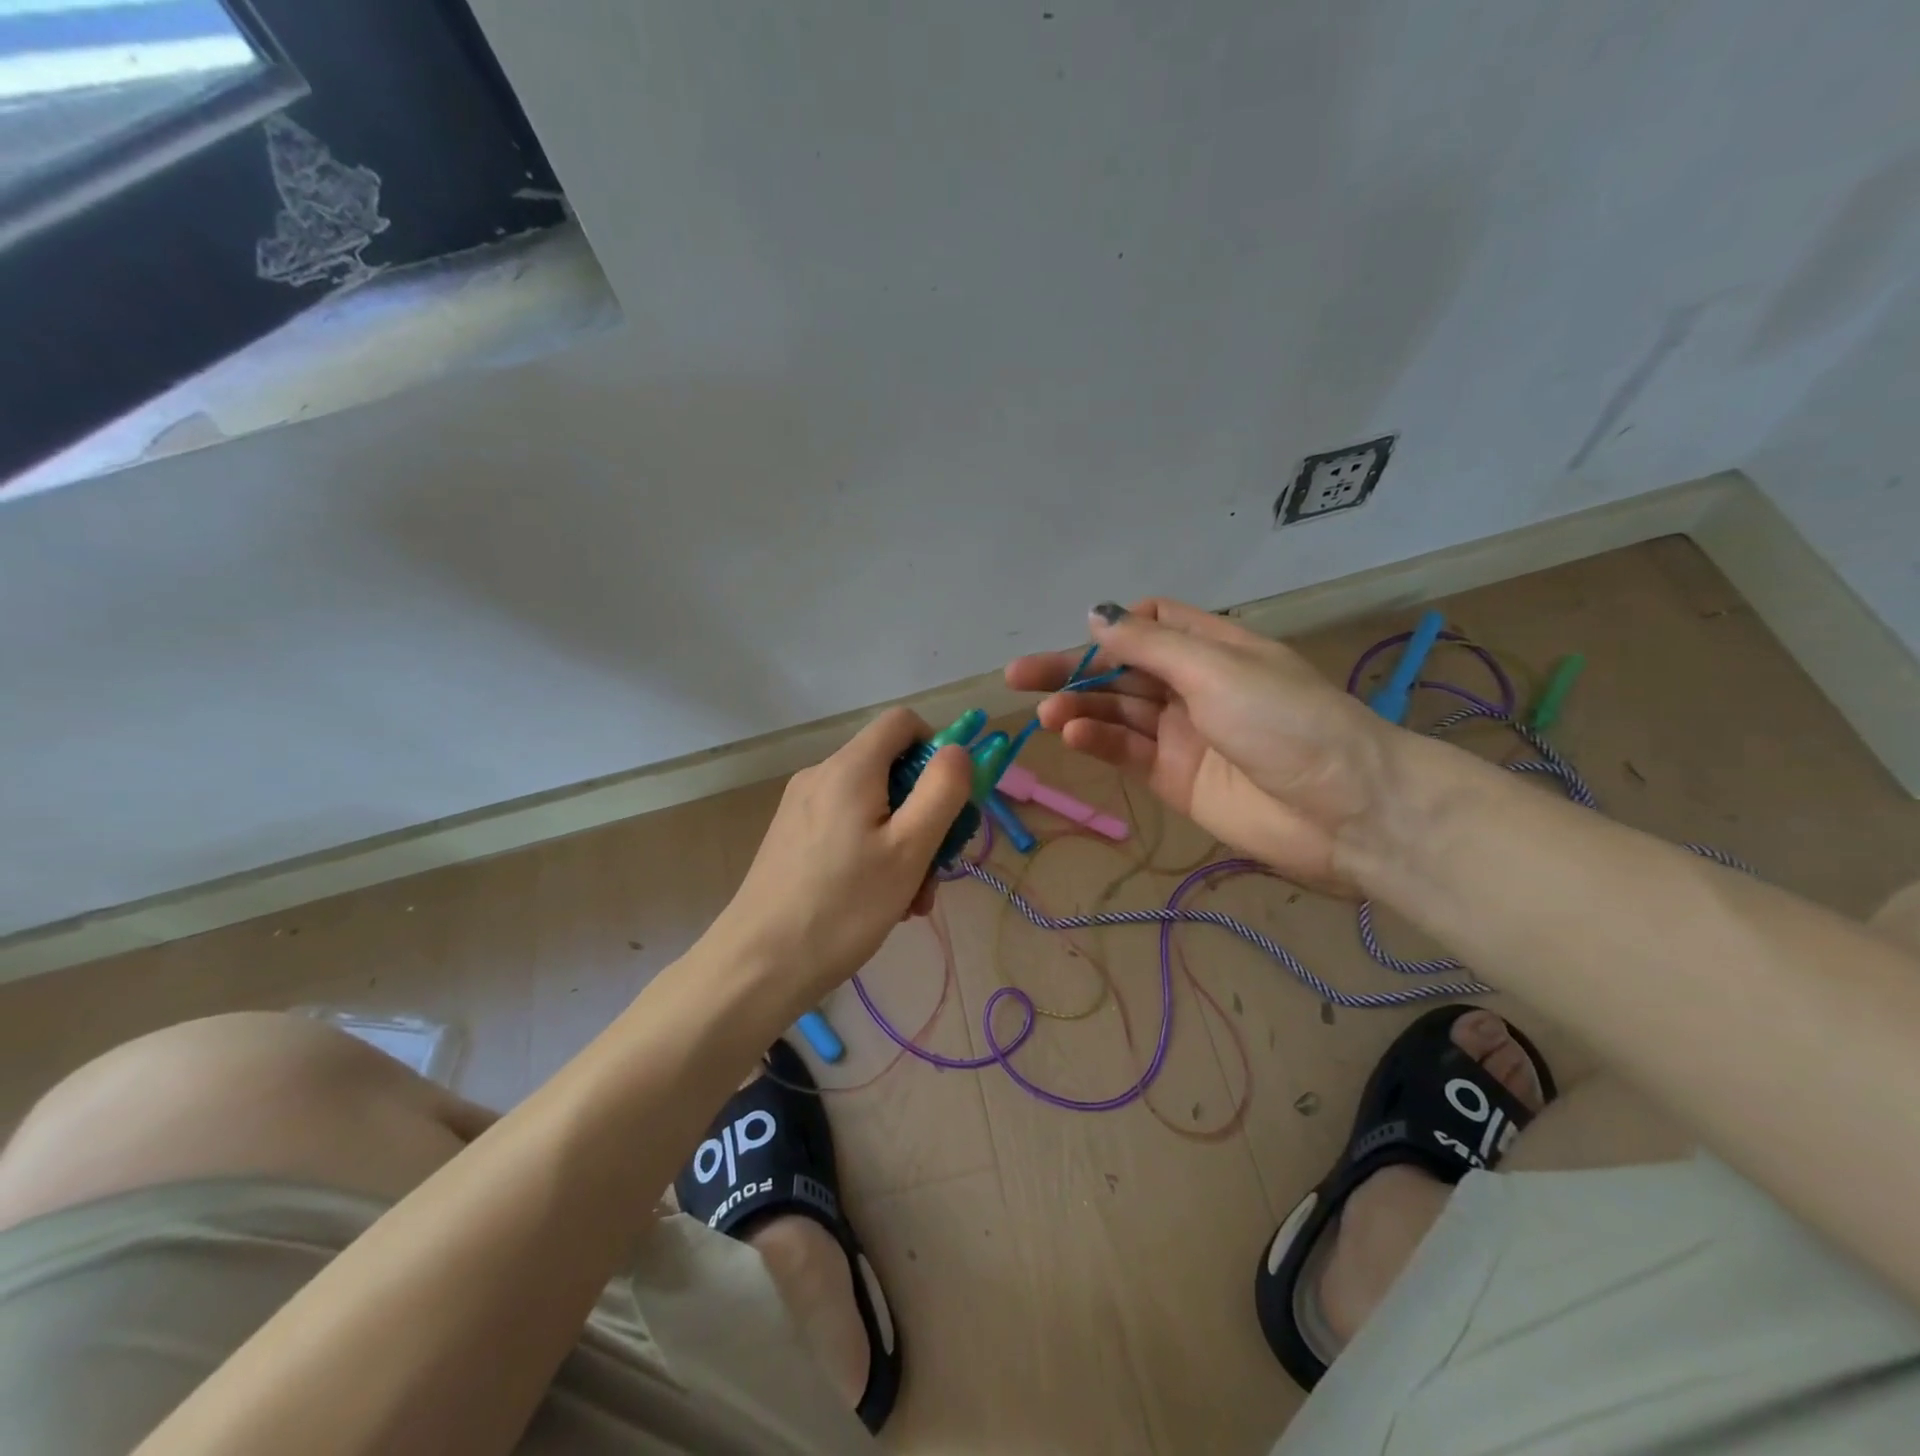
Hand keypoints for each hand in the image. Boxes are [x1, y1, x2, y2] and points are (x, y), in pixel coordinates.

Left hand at [711, 707, 973, 998]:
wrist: (759, 965)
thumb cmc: (844, 906)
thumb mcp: (910, 849)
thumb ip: (942, 791)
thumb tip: (957, 750)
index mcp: (850, 768)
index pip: (903, 722)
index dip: (936, 749)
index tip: (948, 802)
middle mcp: (821, 775)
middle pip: (890, 769)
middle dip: (924, 813)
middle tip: (934, 869)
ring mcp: (801, 807)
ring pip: (872, 805)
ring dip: (902, 844)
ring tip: (909, 900)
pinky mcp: (792, 837)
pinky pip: (847, 827)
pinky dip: (873, 853)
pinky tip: (878, 903)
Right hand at [1005, 599, 1400, 894]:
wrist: (1344, 810)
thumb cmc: (1285, 720)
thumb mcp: (1216, 669)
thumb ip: (1149, 644)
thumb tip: (1095, 615)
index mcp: (1214, 648)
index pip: (1154, 623)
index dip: (1117, 626)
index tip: (1086, 634)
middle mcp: (1194, 687)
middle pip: (1122, 670)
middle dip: (1073, 670)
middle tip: (1018, 676)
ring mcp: (1181, 735)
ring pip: (1117, 712)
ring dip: (1079, 708)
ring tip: (1045, 714)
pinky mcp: (1173, 778)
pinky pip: (1126, 751)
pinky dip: (1097, 741)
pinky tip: (1071, 733)